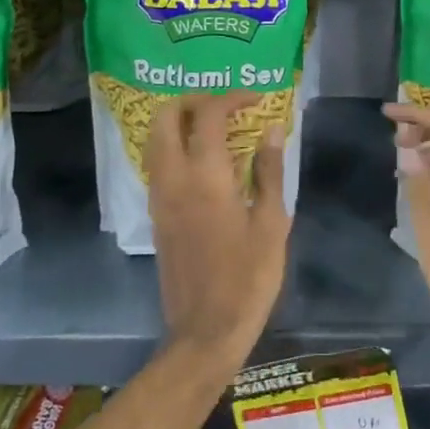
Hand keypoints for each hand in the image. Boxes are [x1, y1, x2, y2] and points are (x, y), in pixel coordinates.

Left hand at [146, 93, 291, 368]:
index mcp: (205, 177)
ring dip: (182, 121)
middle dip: (195, 100)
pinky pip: (159, 162)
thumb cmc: (249, 277)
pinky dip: (176, 145)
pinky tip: (206, 160)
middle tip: (228, 106)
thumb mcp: (271, 223)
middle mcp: (173, 178)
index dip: (233, 98)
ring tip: (218, 128)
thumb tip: (272, 129)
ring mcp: (159, 196)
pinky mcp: (157, 214)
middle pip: (166, 116)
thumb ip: (269, 171)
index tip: (258, 100)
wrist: (206, 330)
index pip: (208, 115)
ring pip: (156, 138)